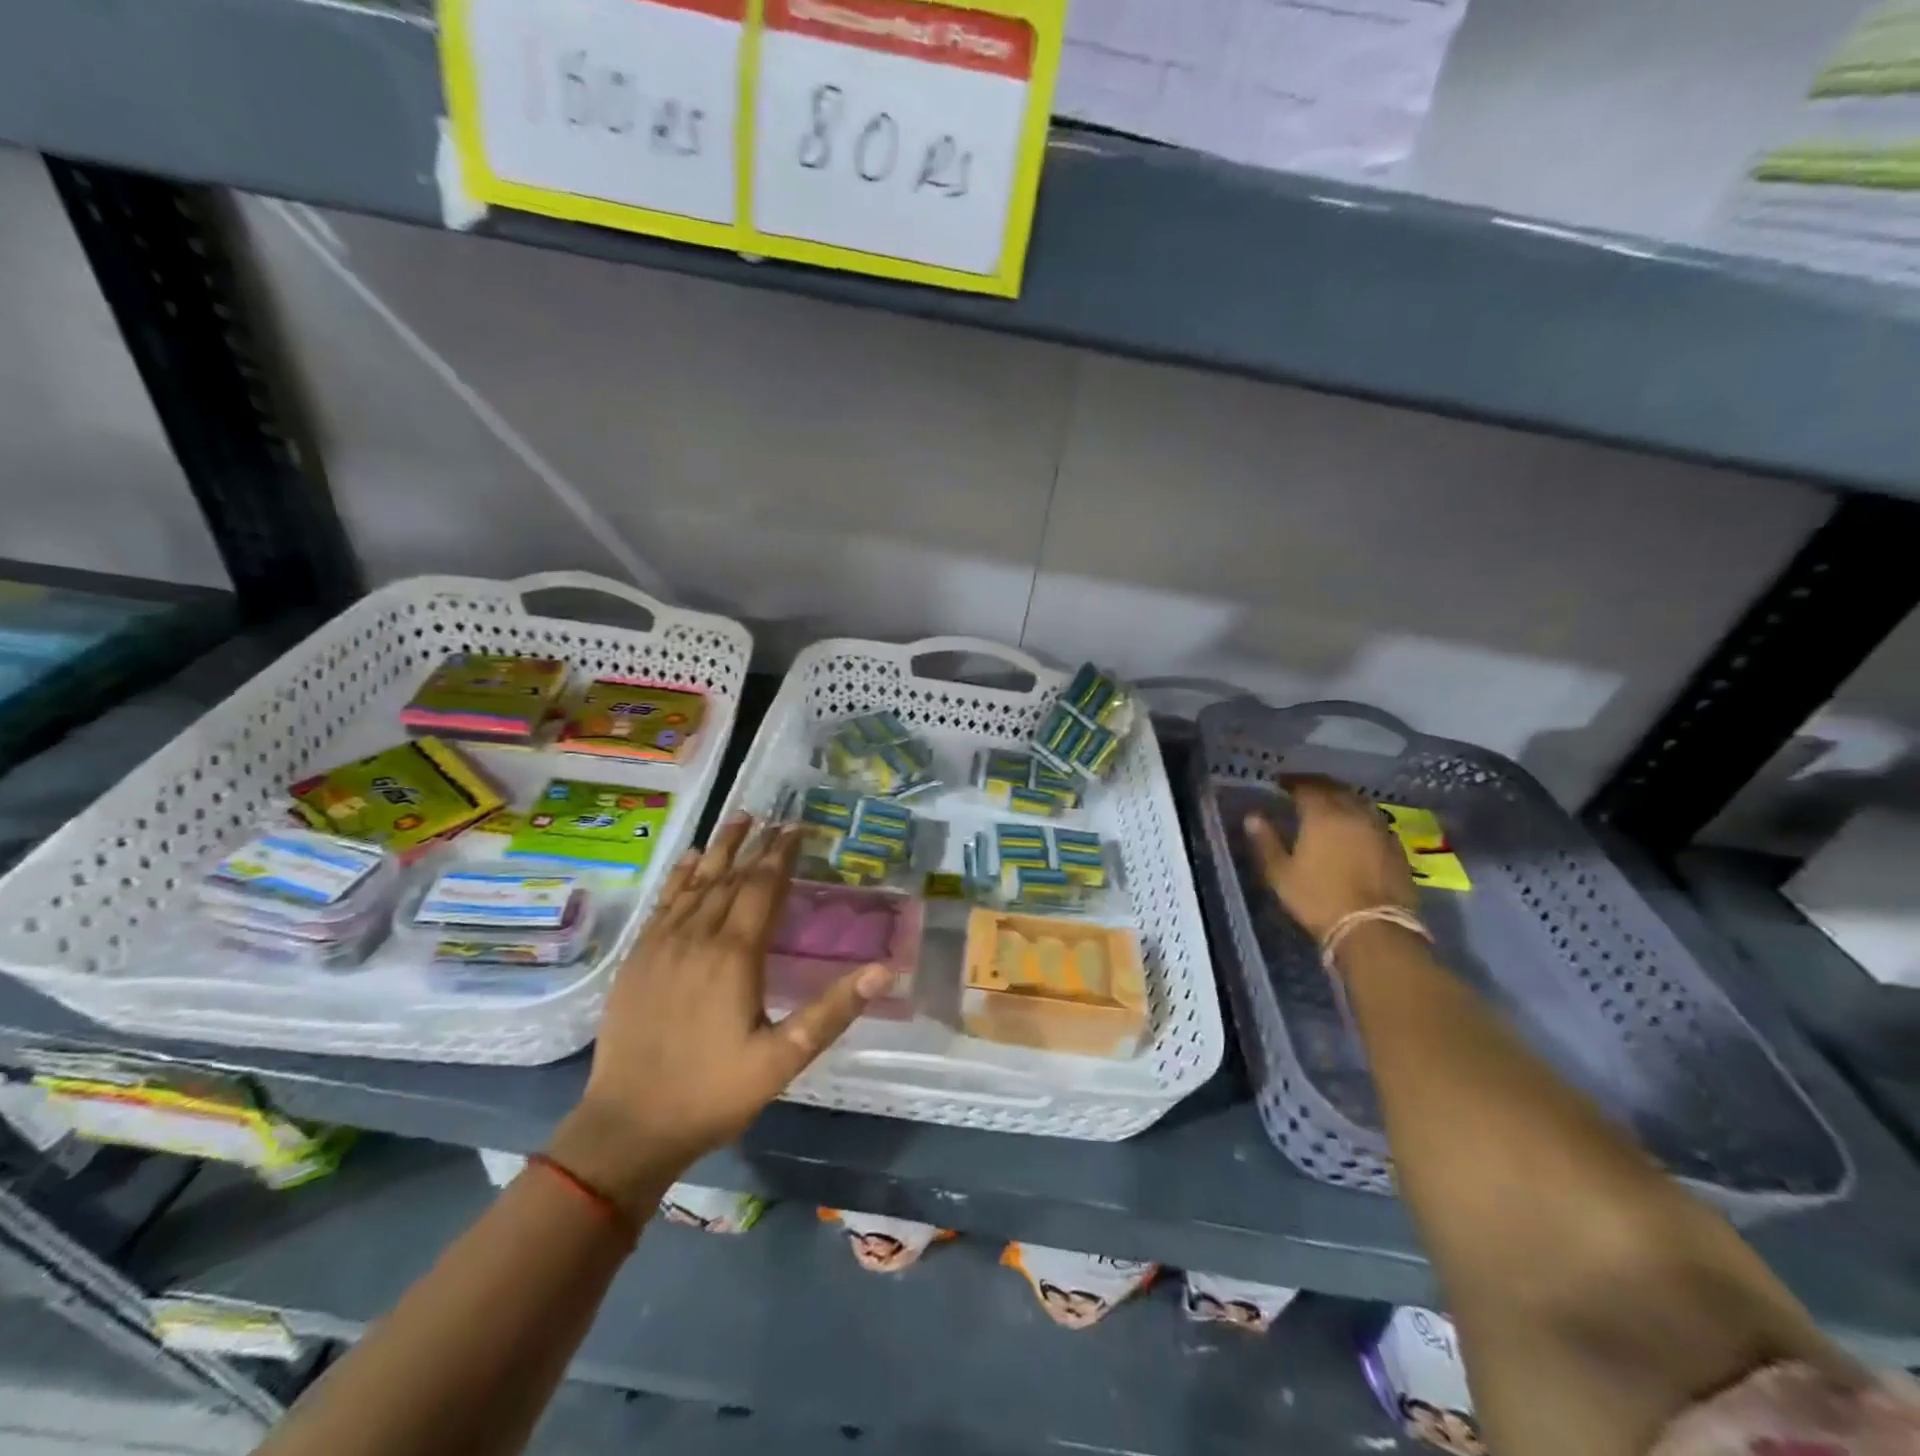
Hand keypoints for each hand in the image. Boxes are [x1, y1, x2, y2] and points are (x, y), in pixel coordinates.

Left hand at [552, 816, 891, 1208]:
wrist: (627, 1127)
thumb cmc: (712, 1093)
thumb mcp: (782, 1060)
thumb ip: (831, 1011)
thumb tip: (883, 969)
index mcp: (734, 956)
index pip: (762, 889)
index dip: (781, 856)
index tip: (797, 829)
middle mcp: (697, 938)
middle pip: (731, 878)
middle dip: (757, 846)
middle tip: (776, 820)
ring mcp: (662, 946)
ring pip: (696, 883)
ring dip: (720, 849)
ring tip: (739, 819)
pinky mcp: (638, 959)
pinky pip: (664, 903)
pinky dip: (680, 876)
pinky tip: (690, 860)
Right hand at [1246, 775, 1415, 942]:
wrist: (1375, 929)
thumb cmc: (1319, 899)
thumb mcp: (1281, 873)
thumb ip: (1266, 841)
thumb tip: (1253, 817)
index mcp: (1322, 815)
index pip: (1306, 786)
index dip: (1291, 782)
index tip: (1279, 783)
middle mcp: (1353, 813)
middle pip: (1335, 788)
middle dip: (1317, 785)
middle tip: (1302, 788)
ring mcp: (1379, 829)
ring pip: (1358, 801)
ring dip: (1341, 797)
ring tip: (1328, 804)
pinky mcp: (1396, 847)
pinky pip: (1373, 820)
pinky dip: (1359, 816)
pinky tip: (1353, 828)